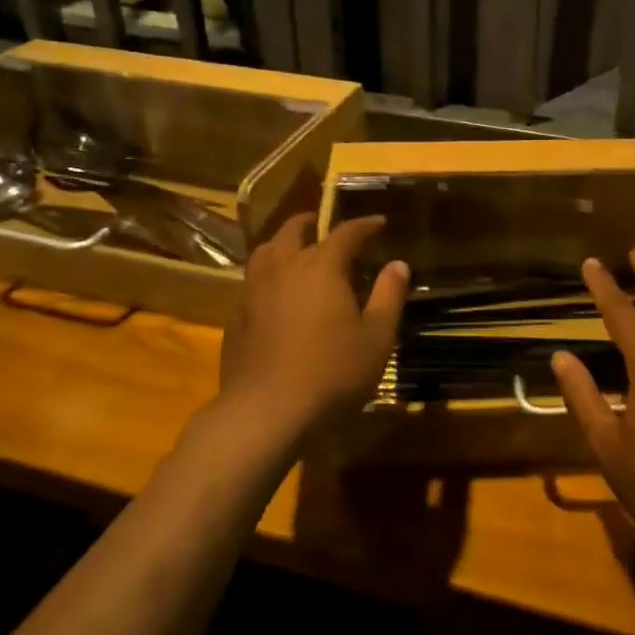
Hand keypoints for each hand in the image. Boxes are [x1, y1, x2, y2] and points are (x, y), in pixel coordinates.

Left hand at [212, 214, 408, 460]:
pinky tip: (273, 293)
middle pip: (292, 230)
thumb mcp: (377, 338)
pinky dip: (266, 274)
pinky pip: (251, 280)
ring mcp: (253, 290)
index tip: (378, 223)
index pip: (345, 232)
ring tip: (293, 250)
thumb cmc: (332, 373)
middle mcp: (284, 268)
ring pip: (264, 251)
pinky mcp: (235, 315)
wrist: (266, 411)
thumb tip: (398, 264)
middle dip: (310, 222)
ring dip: (281, 243)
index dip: (363, 225)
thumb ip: (389, 296)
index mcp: (321, 267)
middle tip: (322, 224)